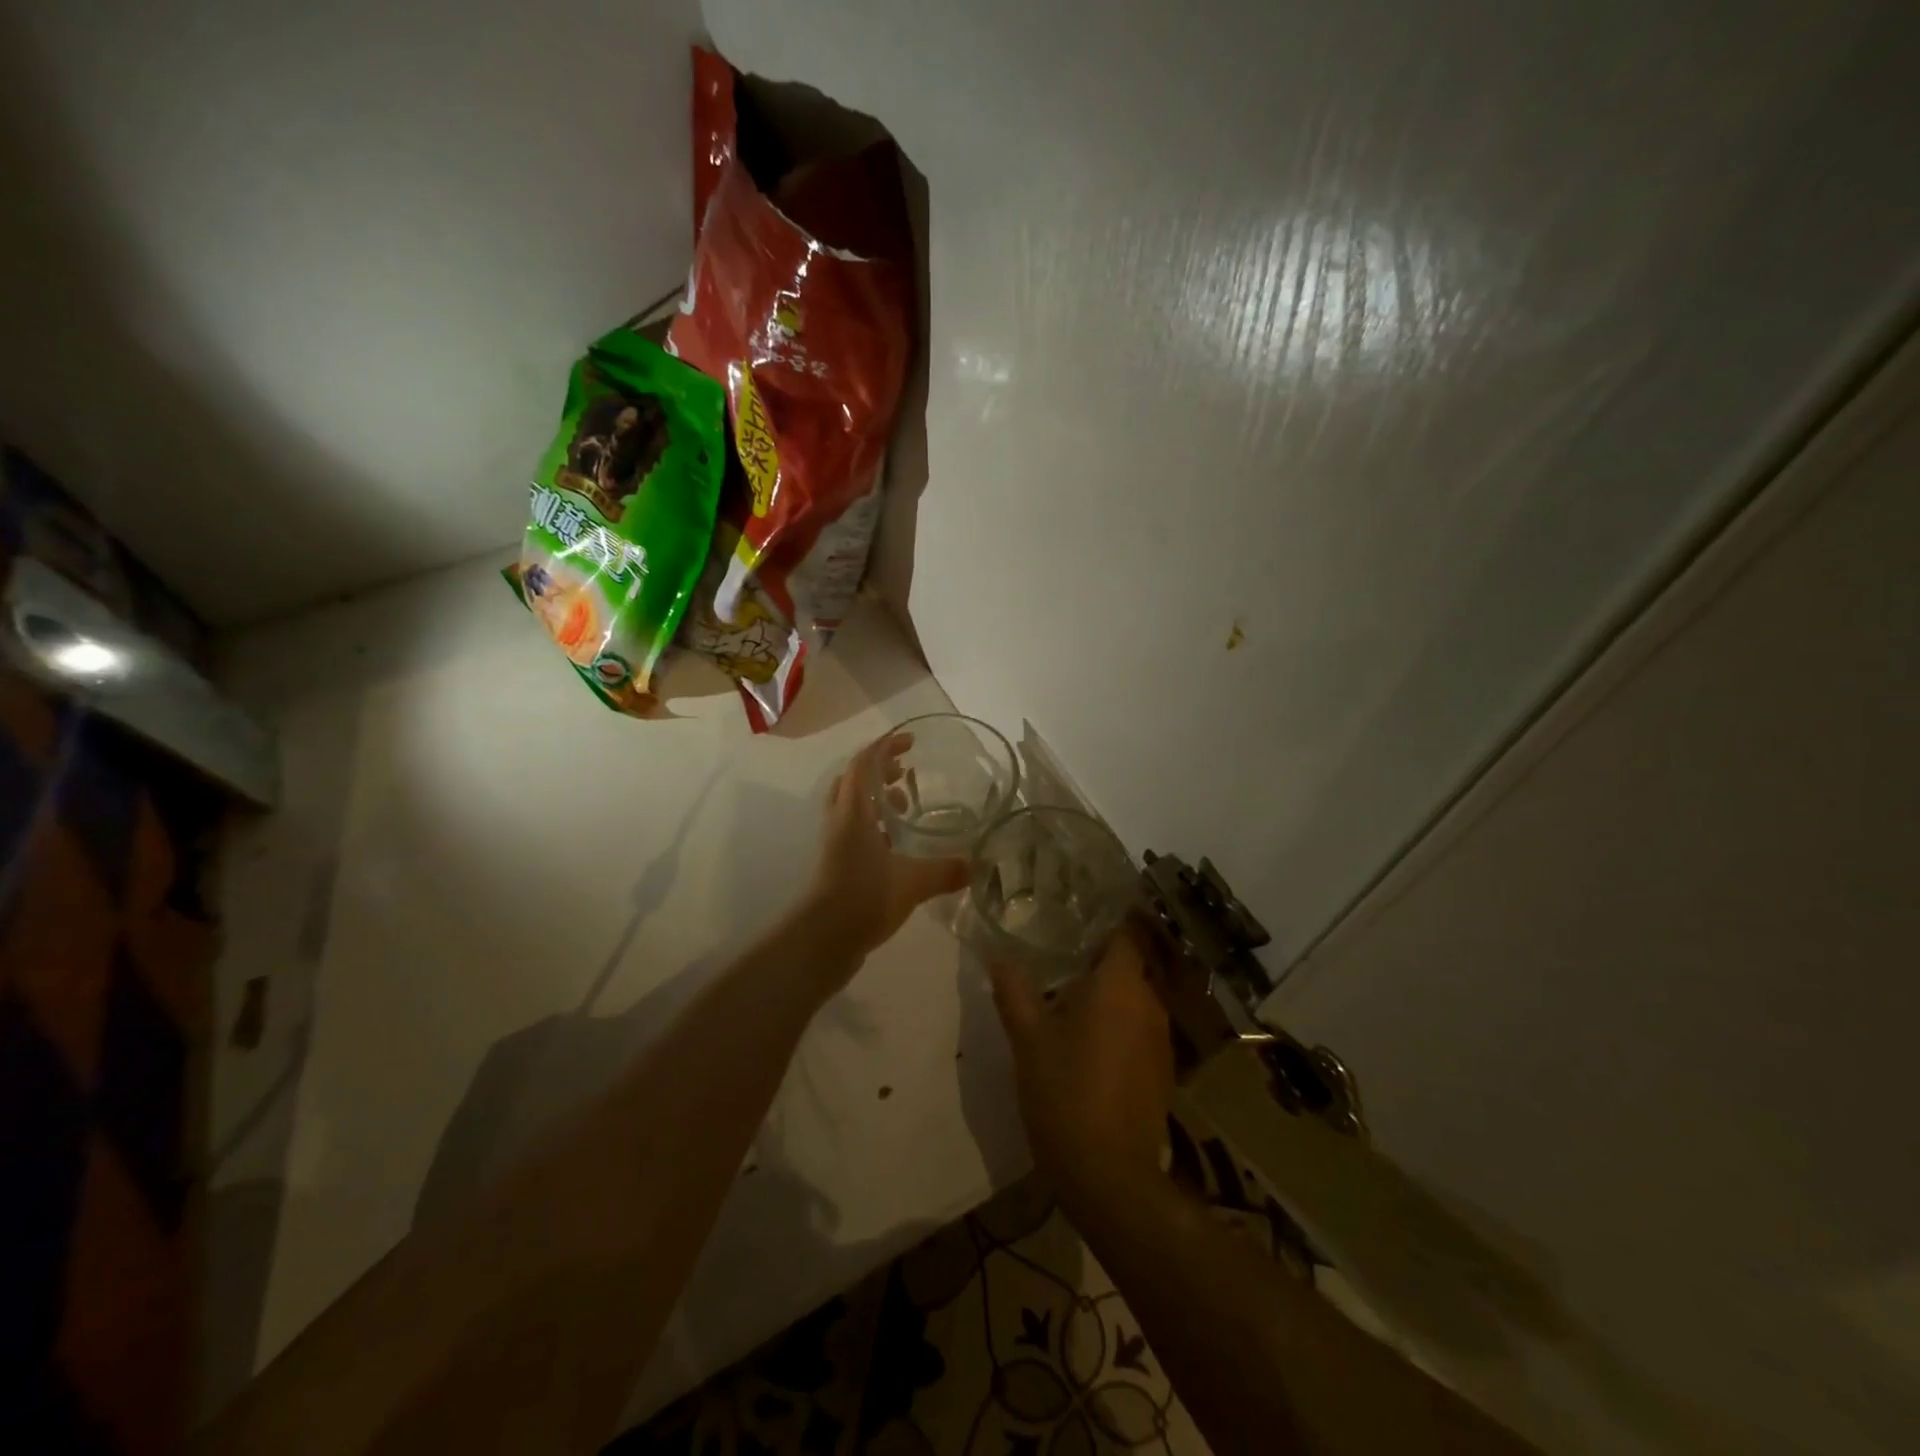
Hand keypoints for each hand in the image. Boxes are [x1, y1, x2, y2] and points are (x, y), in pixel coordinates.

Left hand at [802, 733, 968, 962]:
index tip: (911, 741)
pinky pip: (854, 828)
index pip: (864, 763)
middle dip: (879, 770)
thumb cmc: (863, 898)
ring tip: (905, 806)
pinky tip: (897, 844)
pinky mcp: (836, 863)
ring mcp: (835, 842)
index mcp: (854, 812)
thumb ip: (944, 871)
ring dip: (875, 797)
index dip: (886, 747)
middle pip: (853, 780)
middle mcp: (840, 820)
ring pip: (851, 805)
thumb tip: (975, 866)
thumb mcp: (912, 883)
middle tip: (907, 772)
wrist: (822, 940)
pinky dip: (873, 824)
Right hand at [988, 925, 1174, 1209]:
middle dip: (1098, 956)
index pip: (1124, 931)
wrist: (1109, 1174)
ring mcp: (1161, 1036)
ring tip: (1069, 995)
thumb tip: (998, 955)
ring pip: (1135, 995)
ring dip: (1109, 992)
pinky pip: (1140, 1026)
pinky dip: (1119, 1021)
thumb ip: (1014, 990)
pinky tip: (1091, 1038)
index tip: (1074, 914)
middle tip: (1060, 954)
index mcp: (1120, 984)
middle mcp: (1149, 1001)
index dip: (1103, 919)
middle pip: (1130, 962)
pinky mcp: (1162, 1068)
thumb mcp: (1028, 1038)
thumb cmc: (1065, 1092)